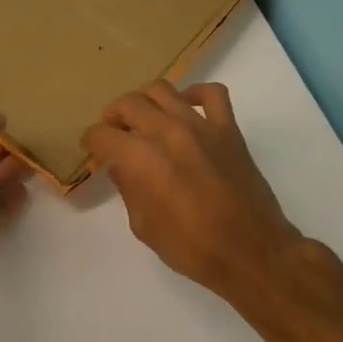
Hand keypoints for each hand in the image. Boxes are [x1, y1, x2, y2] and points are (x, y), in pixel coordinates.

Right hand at [82, 81, 303, 302]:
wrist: (251, 252)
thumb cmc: (193, 248)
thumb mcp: (145, 227)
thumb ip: (129, 190)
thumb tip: (120, 167)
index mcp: (142, 159)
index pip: (104, 135)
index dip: (91, 140)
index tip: (90, 148)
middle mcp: (168, 132)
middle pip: (129, 103)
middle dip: (113, 115)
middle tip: (113, 132)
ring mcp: (201, 126)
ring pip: (163, 90)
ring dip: (144, 100)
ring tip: (143, 117)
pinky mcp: (228, 129)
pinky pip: (212, 94)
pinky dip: (195, 93)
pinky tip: (186, 107)